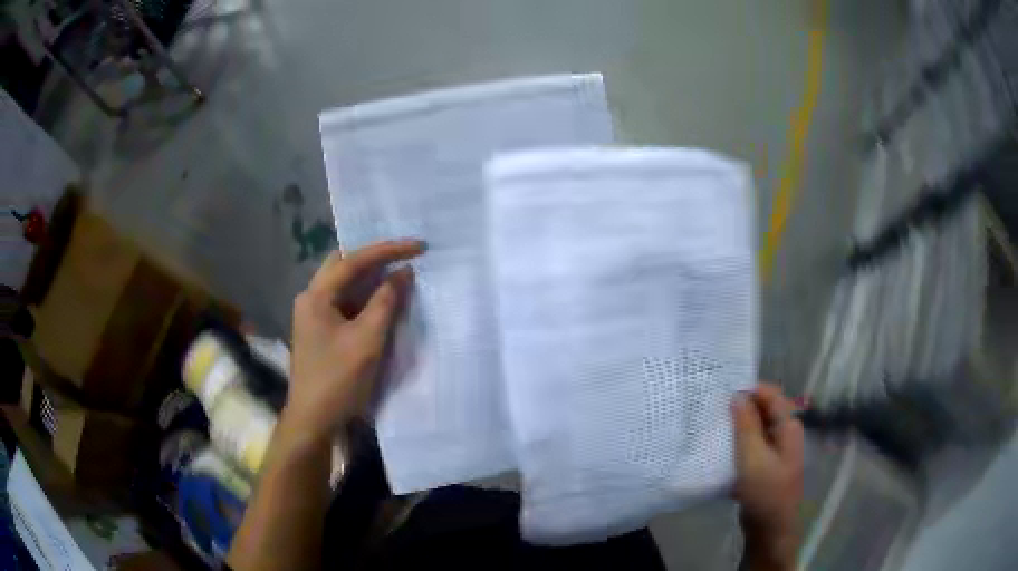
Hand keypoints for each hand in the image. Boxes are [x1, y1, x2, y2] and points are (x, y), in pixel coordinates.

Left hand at [284, 240, 423, 439]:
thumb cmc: (338, 380)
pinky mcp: (320, 330)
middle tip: (403, 255)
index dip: (388, 250)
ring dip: (369, 278)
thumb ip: (386, 302)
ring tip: (398, 271)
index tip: (419, 247)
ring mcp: (313, 315)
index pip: (354, 260)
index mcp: (316, 295)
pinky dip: (364, 297)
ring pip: (343, 284)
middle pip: (343, 265)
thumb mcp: (367, 340)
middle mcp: (311, 298)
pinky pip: (344, 302)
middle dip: (373, 257)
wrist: (313, 421)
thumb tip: (404, 272)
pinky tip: (381, 301)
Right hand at [732, 383, 803, 569]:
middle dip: (740, 409)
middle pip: (763, 411)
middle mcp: (785, 434)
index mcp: (788, 427)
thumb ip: (745, 425)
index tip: (722, 394)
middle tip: (714, 411)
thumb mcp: (753, 457)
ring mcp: (776, 451)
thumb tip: (737, 395)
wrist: (770, 529)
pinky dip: (738, 445)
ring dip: (737, 429)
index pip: (770, 395)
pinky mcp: (765, 466)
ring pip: (755, 430)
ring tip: (713, 428)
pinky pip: (751, 447)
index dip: (749, 390)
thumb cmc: (765, 491)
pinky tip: (720, 451)